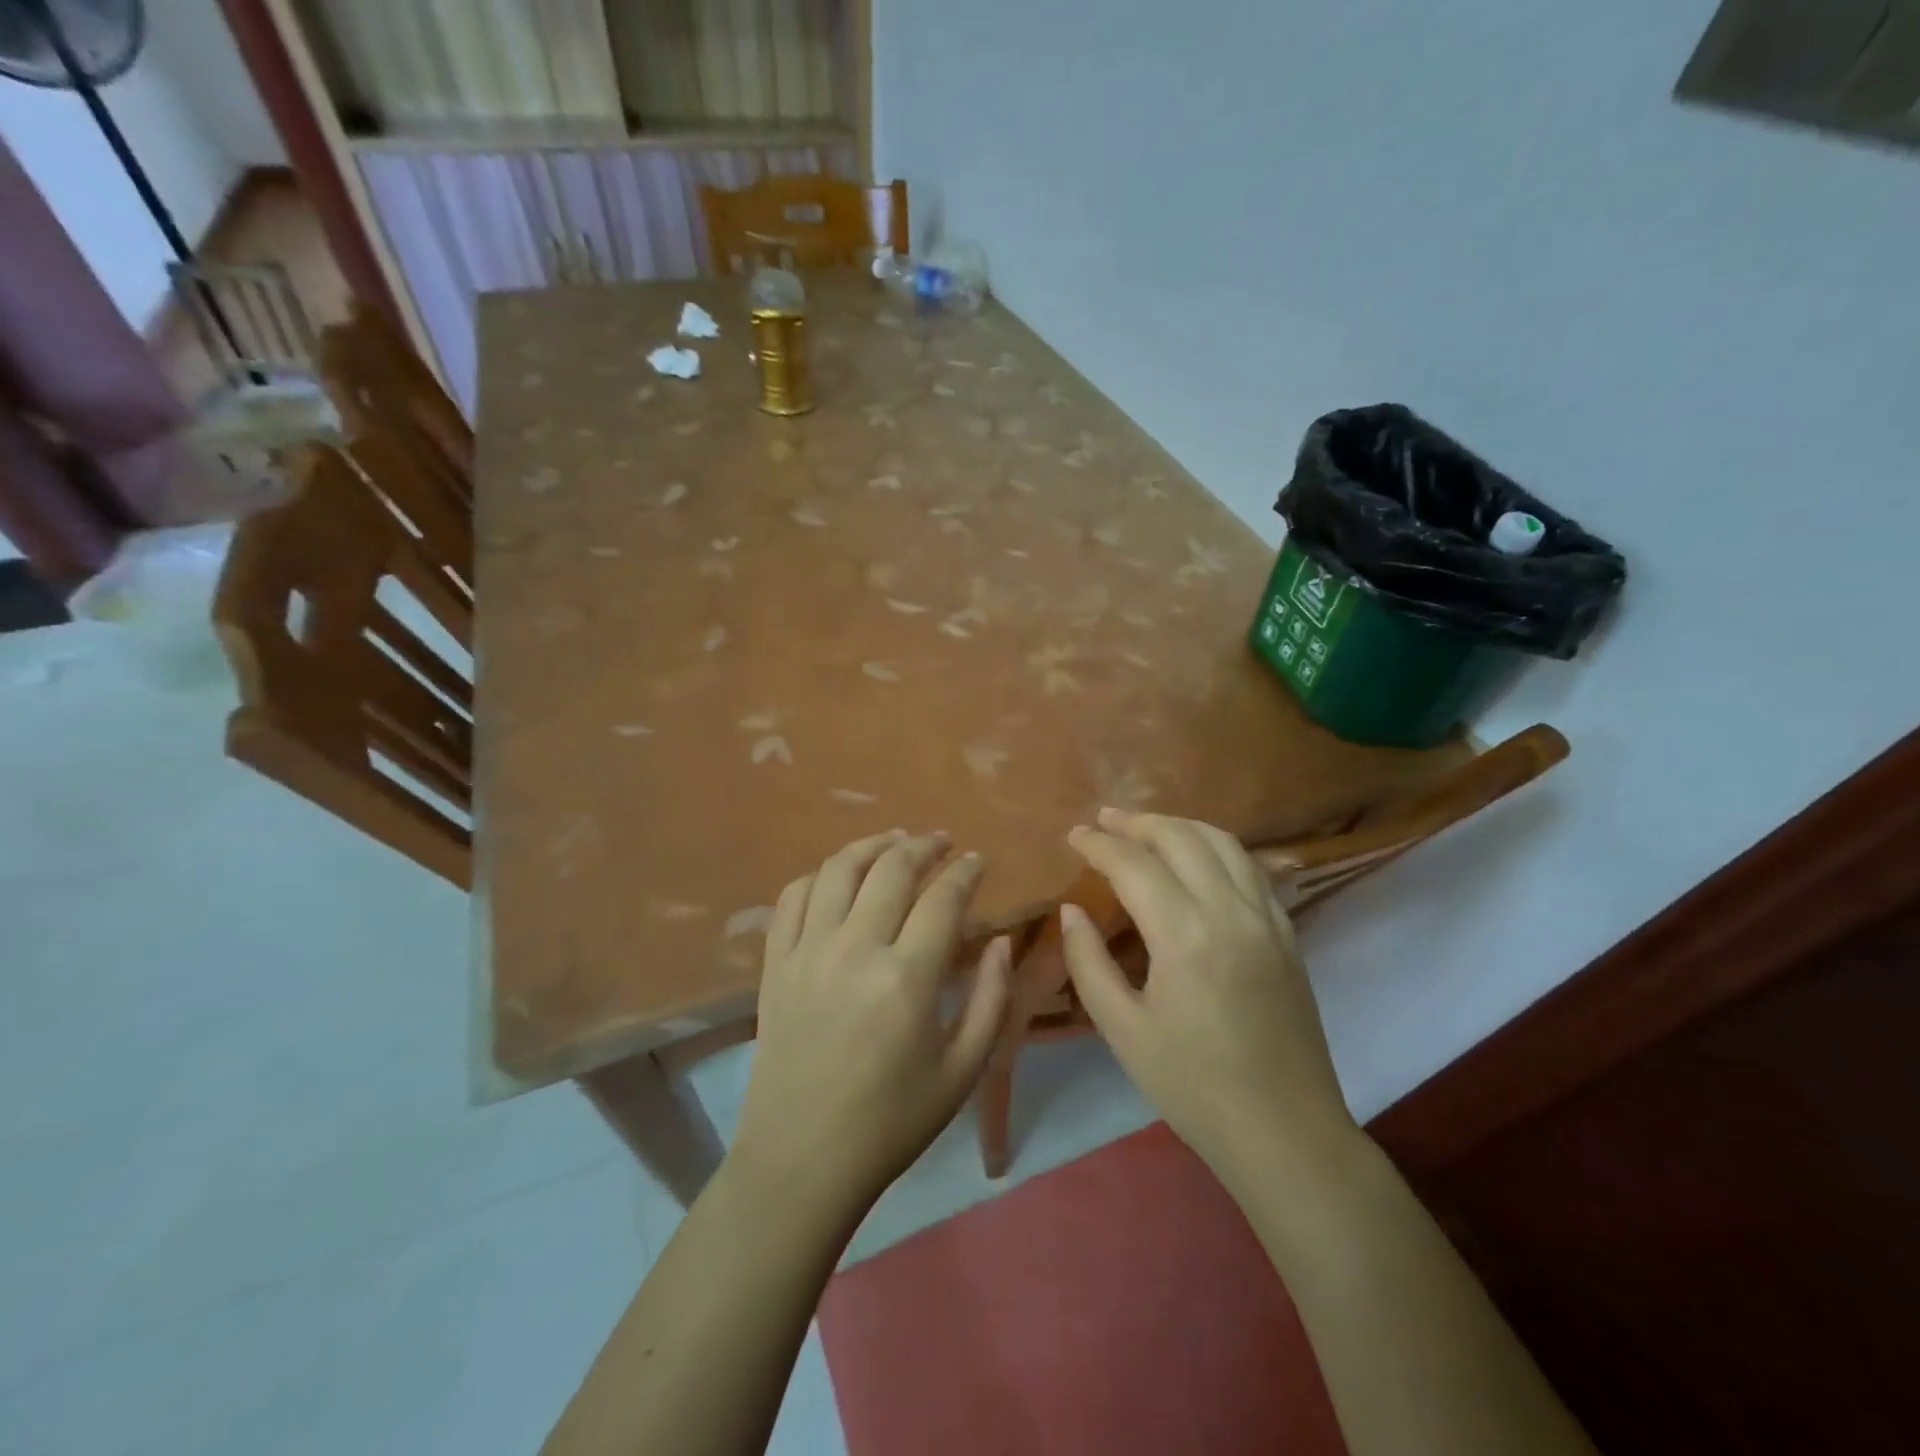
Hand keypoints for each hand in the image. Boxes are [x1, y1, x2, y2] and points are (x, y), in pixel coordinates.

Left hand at [731, 830, 1011, 1213]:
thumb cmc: (892, 1121)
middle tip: (941, 842)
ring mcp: (807, 952)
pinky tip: (838, 876)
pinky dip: (818, 875)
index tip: (977, 861)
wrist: (802, 1159)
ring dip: (871, 845)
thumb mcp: (963, 1070)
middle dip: (923, 845)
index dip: (964, 872)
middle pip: (891, 868)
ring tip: (894, 841)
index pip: (942, 899)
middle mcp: (854, 949)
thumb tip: (998, 940)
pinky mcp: (775, 964)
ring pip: (838, 869)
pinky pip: (792, 897)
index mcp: (906, 978)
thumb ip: (991, 999)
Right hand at [1060, 808, 1359, 1177]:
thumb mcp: (1122, 1030)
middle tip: (1104, 821)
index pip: (1134, 864)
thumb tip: (1071, 910)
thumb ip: (1089, 962)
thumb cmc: (1193, 1086)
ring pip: (1223, 842)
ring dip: (1180, 825)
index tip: (1074, 835)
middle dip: (1137, 822)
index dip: (1099, 844)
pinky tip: (1198, 858)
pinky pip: (1250, 868)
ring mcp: (1267, 918)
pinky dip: (1217, 847)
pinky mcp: (1287, 934)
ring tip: (1147, 828)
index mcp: (1184, 935)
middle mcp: (1230, 911)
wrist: (1286, 1132)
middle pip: (1181, 837)